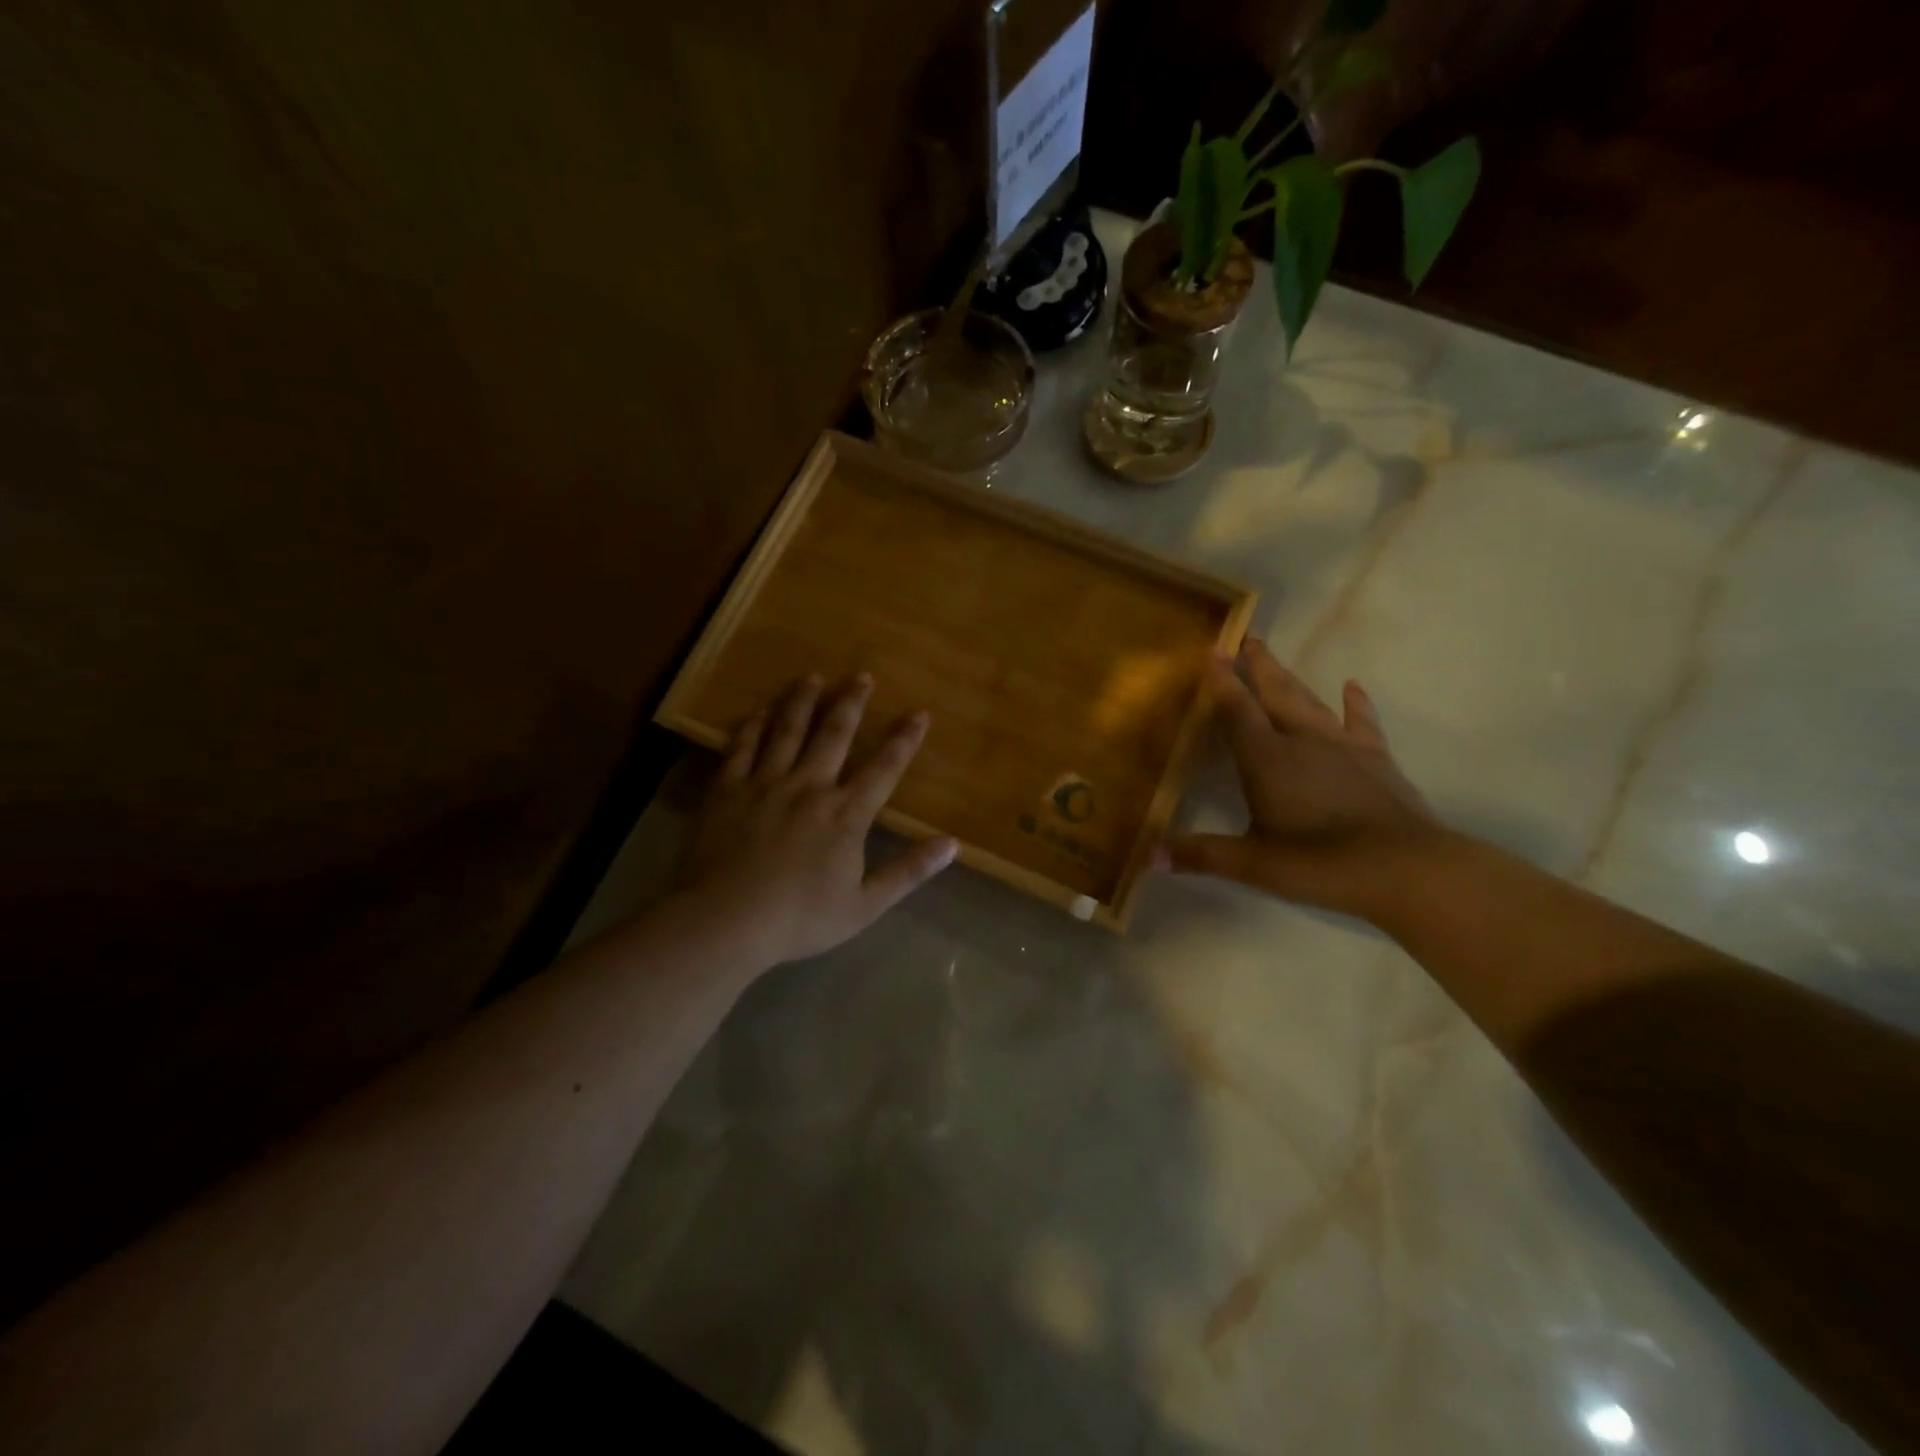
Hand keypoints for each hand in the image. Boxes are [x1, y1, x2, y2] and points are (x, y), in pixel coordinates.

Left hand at [678, 673, 958, 964]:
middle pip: (834, 735)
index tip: (919, 713)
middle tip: (861, 675)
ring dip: (802, 702)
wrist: (728, 920)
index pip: (884, 768)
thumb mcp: (866, 904)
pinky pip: (741, 748)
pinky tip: (759, 711)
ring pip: (787, 731)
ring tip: (813, 677)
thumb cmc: (801, 918)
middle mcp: (810, 787)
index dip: (904, 740)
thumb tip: (952, 845)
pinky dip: (752, 726)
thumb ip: (909, 871)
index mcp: (846, 814)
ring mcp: (766, 784)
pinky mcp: (728, 790)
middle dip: (851, 703)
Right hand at [1160, 639, 1443, 918]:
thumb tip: (1151, 856)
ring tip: (1276, 656)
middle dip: (1258, 665)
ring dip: (1291, 678)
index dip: (1223, 681)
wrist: (1406, 868)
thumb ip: (1202, 855)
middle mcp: (1301, 741)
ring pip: (1310, 701)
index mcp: (1266, 759)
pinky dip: (1356, 704)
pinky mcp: (1377, 759)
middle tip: (1247, 636)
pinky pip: (1361, 723)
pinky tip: (1353, 686)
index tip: (1214, 650)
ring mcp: (1343, 747)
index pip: (1237, 710)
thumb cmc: (1319, 863)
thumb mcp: (1253, 864)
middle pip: (1275, 694)